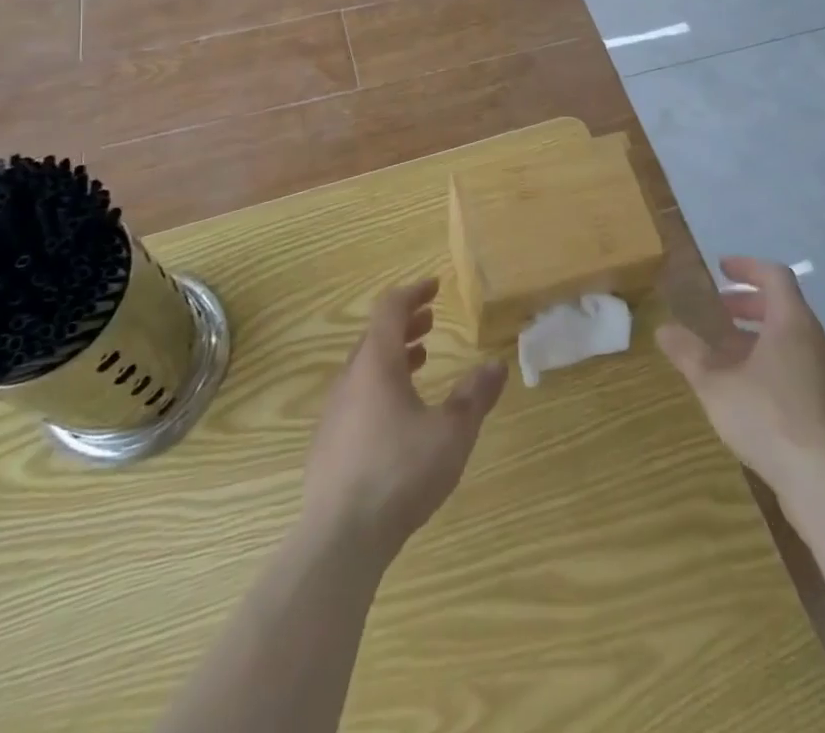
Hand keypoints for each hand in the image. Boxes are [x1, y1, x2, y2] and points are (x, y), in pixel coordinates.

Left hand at [303, 279, 507, 556]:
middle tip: (431, 321)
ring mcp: (334, 412)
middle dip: (405, 323)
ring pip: (364, 367)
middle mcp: (350, 379)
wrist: (339, 538)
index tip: (434, 286)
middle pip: (375, 336)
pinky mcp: (328, 444)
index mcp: (376, 364)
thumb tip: (496, 364)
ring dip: (393, 355)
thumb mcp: (451, 433)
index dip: (413, 292)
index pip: (390, 309)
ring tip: (421, 359)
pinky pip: (357, 396)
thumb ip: (474, 396)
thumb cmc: (399, 473)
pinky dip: (380, 385)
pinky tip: (398, 415)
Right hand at [655, 256, 824, 507]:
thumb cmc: (767, 417)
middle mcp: (816, 340)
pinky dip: (774, 360)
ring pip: (792, 338)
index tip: (721, 269)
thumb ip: (689, 353)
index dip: (747, 267)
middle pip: (784, 306)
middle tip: (719, 311)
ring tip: (727, 352)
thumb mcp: (715, 384)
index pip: (774, 276)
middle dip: (749, 303)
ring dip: (759, 335)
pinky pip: (800, 364)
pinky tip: (750, 387)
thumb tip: (663, 329)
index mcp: (792, 323)